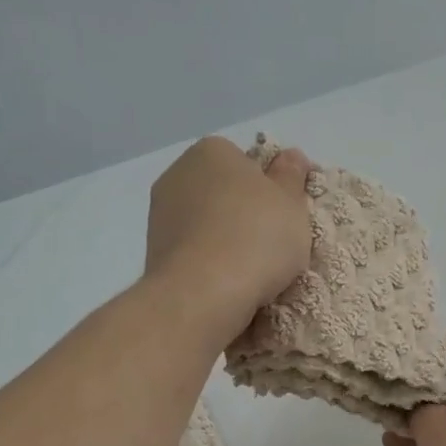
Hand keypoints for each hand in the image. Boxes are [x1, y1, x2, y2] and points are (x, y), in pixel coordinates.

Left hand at [145, 136, 311, 341]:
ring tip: (251, 271)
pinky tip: (226, 284)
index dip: (268, 188)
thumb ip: (291, 176)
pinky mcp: (153, 253)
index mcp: (211, 151)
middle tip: (273, 243)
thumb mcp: (292, 203)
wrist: (202, 295)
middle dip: (244, 213)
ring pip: (206, 224)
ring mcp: (160, 215)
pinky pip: (193, 252)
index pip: (245, 162)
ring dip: (225, 240)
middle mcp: (177, 175)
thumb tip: (290, 156)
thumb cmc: (256, 238)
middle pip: (222, 192)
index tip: (284, 215)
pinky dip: (209, 263)